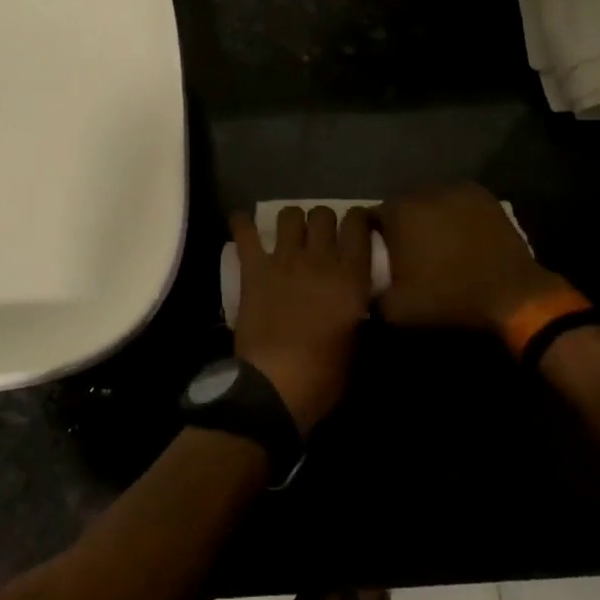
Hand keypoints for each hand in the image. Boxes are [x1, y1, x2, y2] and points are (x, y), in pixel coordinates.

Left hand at [230, 206, 374, 434]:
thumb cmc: (323, 376)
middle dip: (324, 220)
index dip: (358, 219)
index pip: (358, 225)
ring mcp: (284, 260)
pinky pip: (245, 232)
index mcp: (350, 277)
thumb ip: (358, 310)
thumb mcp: (357, 344)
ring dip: (292, 221)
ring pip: (290, 214)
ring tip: (290, 234)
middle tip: (321, 237)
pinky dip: (241, 223)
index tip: (356, 227)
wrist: (275, 386)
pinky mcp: (254, 269)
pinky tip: (242, 222)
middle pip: (323, 213)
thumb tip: (357, 298)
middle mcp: (319, 259)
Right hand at [376, 183, 568, 330]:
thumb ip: (370, 296)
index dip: (374, 237)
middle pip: (401, 206)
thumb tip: (363, 290)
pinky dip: (453, 213)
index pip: (371, 217)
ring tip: (438, 243)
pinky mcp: (480, 194)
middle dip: (402, 225)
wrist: (511, 294)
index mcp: (398, 213)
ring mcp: (454, 189)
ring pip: (428, 200)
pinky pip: (455, 200)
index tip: (383, 257)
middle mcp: (422, 191)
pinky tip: (461, 234)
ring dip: (427, 217)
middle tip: (410, 252)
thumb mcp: (398, 310)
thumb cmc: (450, 298)